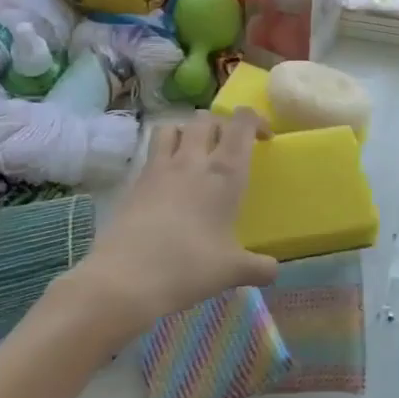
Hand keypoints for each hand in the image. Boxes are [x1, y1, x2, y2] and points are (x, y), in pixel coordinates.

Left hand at [65, 110, 277, 340]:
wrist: (125, 279)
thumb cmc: (188, 267)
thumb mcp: (232, 271)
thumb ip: (258, 268)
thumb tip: (274, 271)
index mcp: (225, 174)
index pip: (241, 123)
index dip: (255, 120)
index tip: (264, 137)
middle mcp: (193, 161)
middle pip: (208, 119)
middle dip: (223, 124)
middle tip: (231, 147)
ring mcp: (159, 168)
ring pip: (175, 126)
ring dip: (189, 131)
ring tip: (197, 153)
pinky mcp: (135, 182)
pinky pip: (152, 151)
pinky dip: (164, 153)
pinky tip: (170, 181)